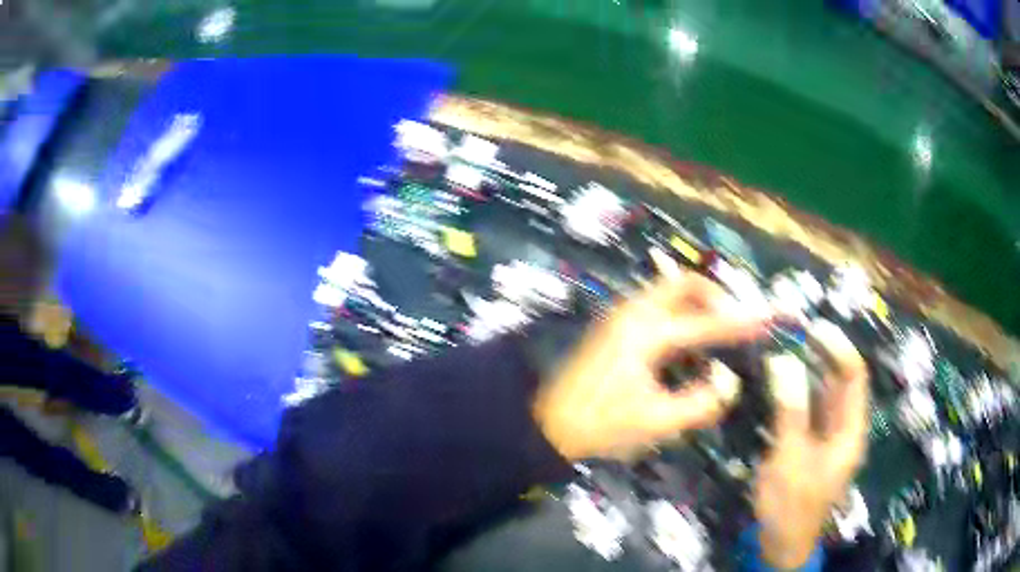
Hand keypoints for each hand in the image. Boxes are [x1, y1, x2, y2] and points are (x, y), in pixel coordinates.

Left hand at [532, 266, 771, 460]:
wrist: (547, 423)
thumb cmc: (601, 425)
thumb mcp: (657, 422)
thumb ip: (702, 401)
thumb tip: (731, 380)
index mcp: (646, 333)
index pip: (706, 323)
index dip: (742, 323)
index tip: (768, 318)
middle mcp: (633, 312)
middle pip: (684, 284)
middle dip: (715, 296)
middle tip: (736, 321)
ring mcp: (620, 314)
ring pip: (668, 289)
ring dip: (697, 301)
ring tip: (718, 328)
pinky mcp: (614, 324)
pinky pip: (656, 302)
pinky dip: (679, 309)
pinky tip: (688, 336)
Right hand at [754, 320, 868, 567]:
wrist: (780, 545)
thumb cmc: (792, 505)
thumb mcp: (791, 459)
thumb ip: (791, 410)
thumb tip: (785, 360)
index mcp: (851, 430)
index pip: (854, 376)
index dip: (838, 347)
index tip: (812, 328)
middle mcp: (843, 427)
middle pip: (839, 381)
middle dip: (820, 354)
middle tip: (792, 333)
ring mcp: (825, 437)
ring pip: (820, 394)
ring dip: (805, 370)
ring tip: (782, 348)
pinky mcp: (807, 445)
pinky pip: (805, 409)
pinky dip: (793, 392)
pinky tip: (775, 383)